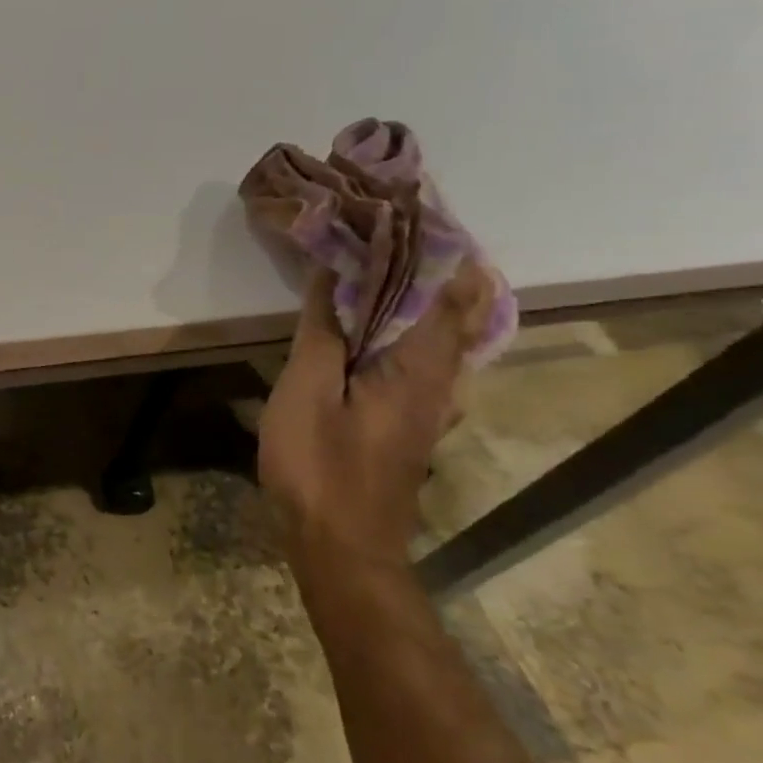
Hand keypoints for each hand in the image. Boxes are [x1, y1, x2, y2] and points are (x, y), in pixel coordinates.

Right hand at [258, 266, 488, 576]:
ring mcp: (428, 410)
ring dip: (420, 303)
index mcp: (422, 370)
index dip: (449, 255)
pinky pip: (418, 364)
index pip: (455, 298)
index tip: (425, 217)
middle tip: (396, 235)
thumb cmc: (320, 464)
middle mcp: (440, 385)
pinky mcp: (408, 426)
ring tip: (384, 272)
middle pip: (454, 317)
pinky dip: (403, 333)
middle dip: (435, 273)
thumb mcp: (307, 390)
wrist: (340, 545)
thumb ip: (323, 332)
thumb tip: (336, 276)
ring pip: (438, 342)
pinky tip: (371, 332)